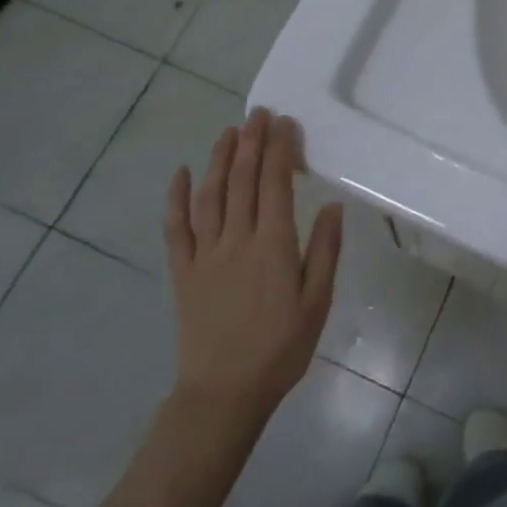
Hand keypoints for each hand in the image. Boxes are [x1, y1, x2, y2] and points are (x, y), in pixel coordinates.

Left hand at [162, 108, 341, 426]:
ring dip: (219, 159)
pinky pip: (176, 229)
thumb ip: (324, 252)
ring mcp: (205, 255)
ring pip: (211, 195)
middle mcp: (237, 241)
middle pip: (242, 180)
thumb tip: (330, 206)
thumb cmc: (280, 349)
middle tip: (258, 113)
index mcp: (273, 246)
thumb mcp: (317, 304)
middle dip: (251, 143)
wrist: (224, 393)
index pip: (275, 184)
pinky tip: (182, 173)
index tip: (285, 123)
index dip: (279, 150)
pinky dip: (177, 198)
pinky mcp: (183, 272)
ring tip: (228, 130)